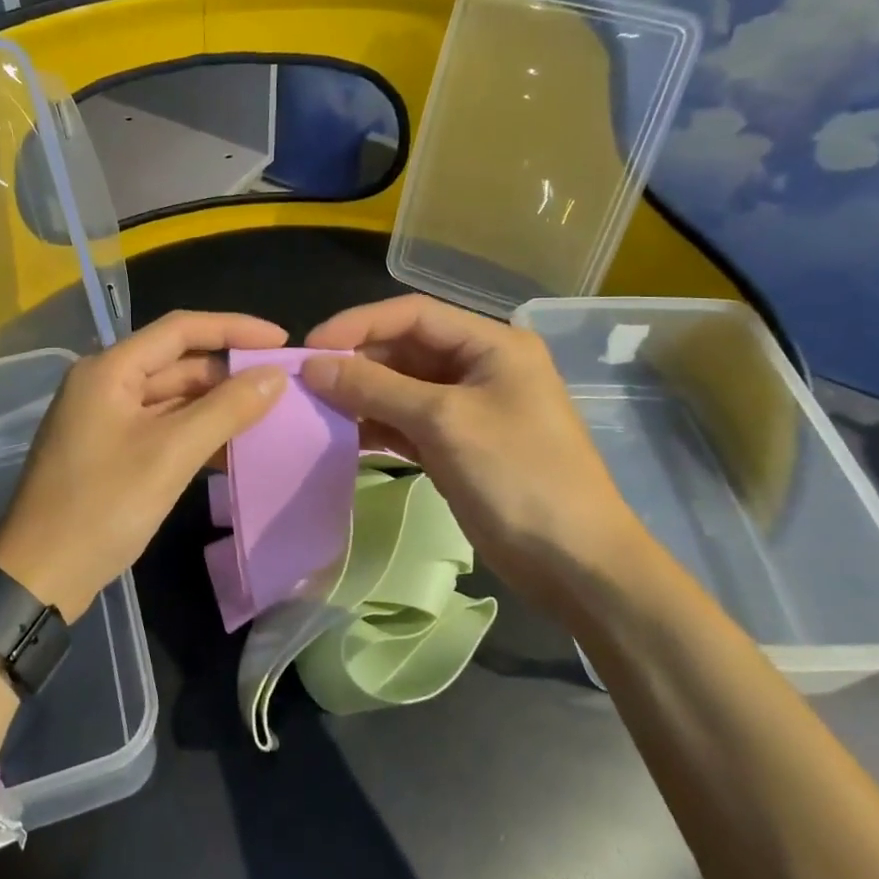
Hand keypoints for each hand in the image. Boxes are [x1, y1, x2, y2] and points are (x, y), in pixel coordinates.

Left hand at [0, 311, 289, 620]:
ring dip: (217, 403)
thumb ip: (226, 409)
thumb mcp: (171, 454)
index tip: (283, 341)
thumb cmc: (103, 507)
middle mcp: (105, 383)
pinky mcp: (111, 449)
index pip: (181, 329)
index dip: (235, 328)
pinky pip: (163, 426)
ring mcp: (106, 418)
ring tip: (268, 413)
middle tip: (282, 384)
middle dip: (229, 371)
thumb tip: (276, 376)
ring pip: (172, 396)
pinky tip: (232, 446)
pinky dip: (196, 431)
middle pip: (177, 361)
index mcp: (110, 369)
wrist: (39, 576)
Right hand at [301, 296, 653, 608]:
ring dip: (360, 395)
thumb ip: (376, 388)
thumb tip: (313, 365)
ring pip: (400, 387)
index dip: (358, 323)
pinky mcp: (455, 445)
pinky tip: (341, 436)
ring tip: (313, 408)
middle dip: (355, 362)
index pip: (413, 314)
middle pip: (404, 349)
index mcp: (492, 344)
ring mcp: (467, 408)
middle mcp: (478, 366)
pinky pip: (405, 422)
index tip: (310, 347)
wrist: (575, 564)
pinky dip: (375, 426)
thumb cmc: (518, 477)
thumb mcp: (444, 423)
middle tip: (303, 383)